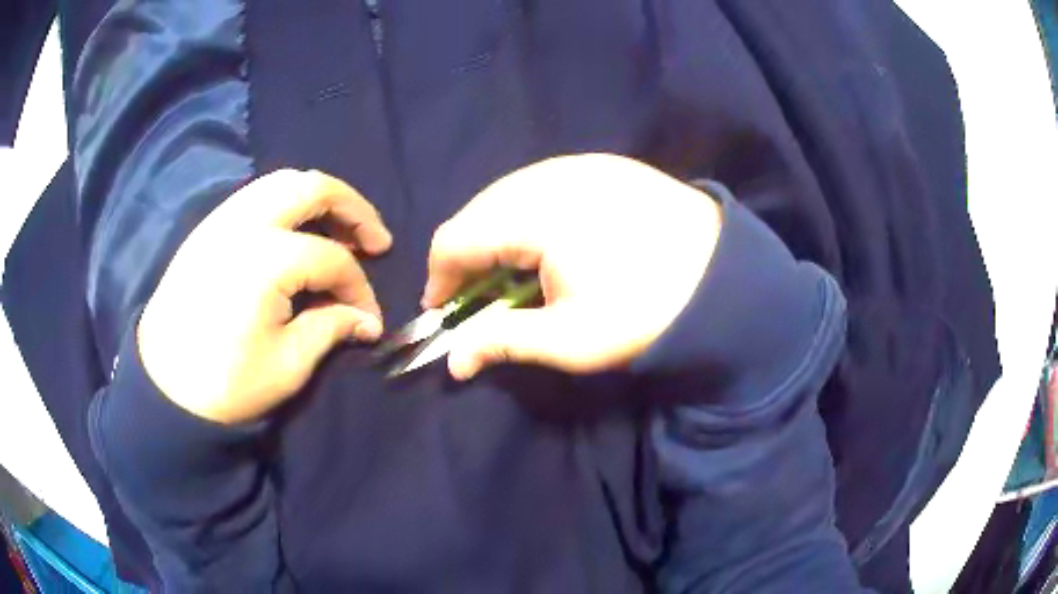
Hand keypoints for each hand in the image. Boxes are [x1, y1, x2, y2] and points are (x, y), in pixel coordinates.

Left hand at [137, 170, 391, 423]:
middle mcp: (244, 223)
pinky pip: (256, 196)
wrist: (164, 388)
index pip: (331, 259)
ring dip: (319, 199)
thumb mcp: (288, 365)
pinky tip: (295, 232)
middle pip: (312, 187)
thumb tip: (365, 320)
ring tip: (338, 230)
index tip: (368, 319)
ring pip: (282, 182)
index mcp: (266, 259)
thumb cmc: (226, 384)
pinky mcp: (207, 229)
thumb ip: (331, 328)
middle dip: (353, 209)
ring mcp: (221, 220)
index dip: (358, 288)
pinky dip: (286, 204)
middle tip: (375, 240)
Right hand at [423, 154, 722, 379]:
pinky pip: (543, 183)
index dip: (439, 278)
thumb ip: (502, 342)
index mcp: (536, 213)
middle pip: (479, 210)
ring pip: (509, 193)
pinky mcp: (605, 164)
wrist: (729, 281)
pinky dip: (528, 214)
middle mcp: (550, 174)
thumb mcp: (571, 340)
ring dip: (497, 232)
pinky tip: (548, 242)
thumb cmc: (648, 313)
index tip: (442, 312)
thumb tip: (453, 364)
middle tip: (478, 297)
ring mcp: (581, 163)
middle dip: (467, 255)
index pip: (456, 238)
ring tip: (512, 272)